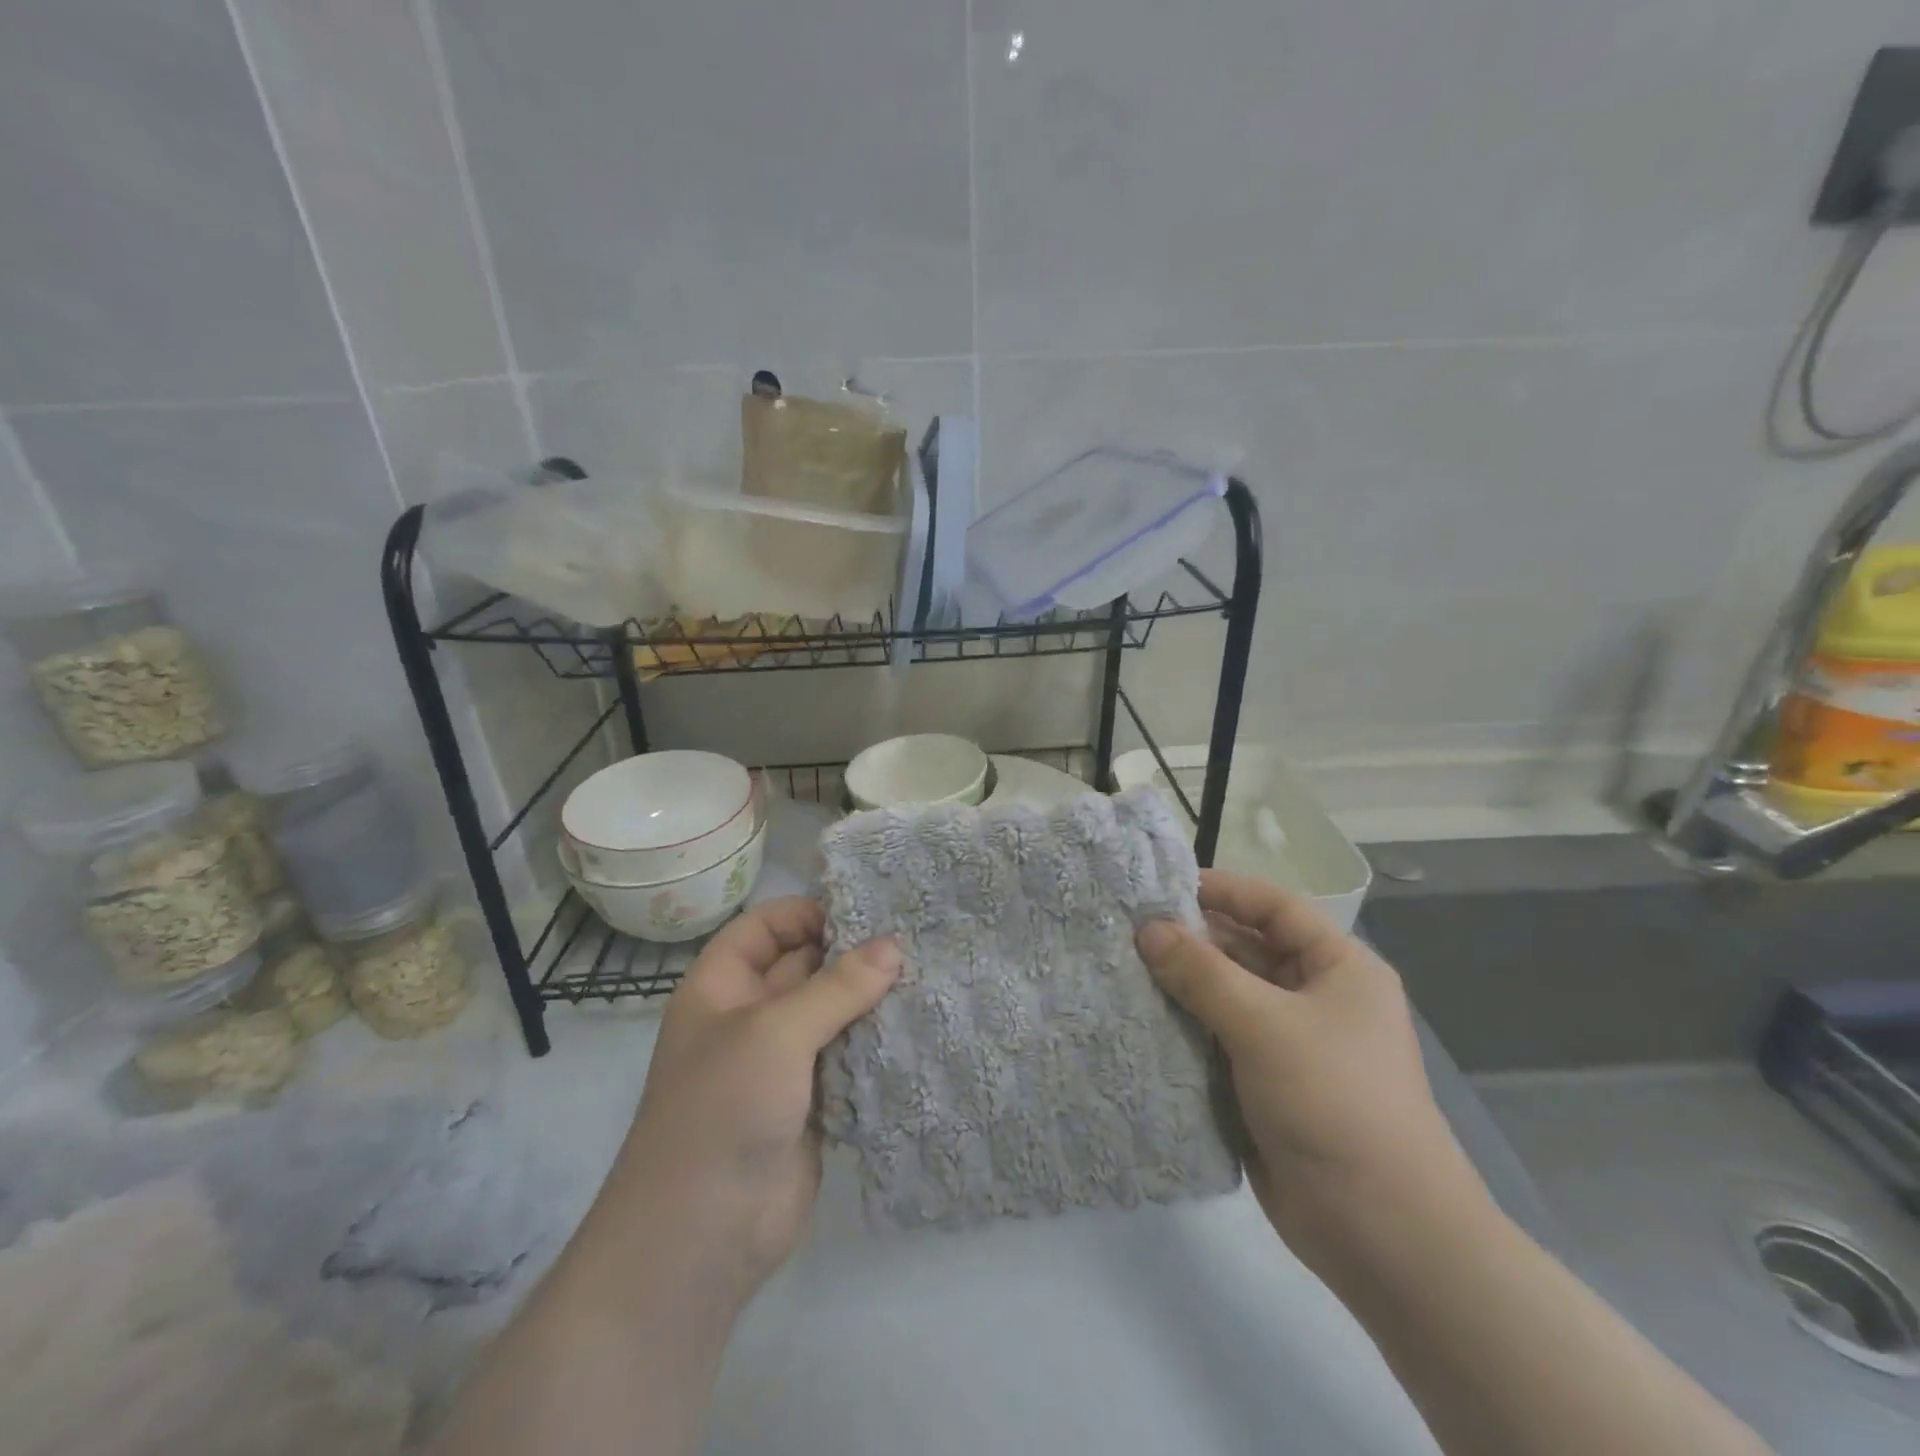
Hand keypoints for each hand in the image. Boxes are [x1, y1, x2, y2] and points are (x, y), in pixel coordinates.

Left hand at [609, 897, 899, 1307]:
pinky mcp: (813, 1099)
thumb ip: (836, 987)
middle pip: (804, 966)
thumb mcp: (775, 1033)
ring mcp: (782, 1061)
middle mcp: (750, 1016)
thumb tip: (893, 946)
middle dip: (851, 953)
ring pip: (831, 1011)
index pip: (764, 927)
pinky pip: (848, 1055)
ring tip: (925, 973)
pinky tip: (918, 1023)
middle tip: (912, 937)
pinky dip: (876, 1040)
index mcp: (721, 988)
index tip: (864, 912)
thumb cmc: (721, 1111)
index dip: (806, 913)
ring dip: (870, 997)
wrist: (702, 1237)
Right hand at [1136, 871, 1482, 1264]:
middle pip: (1246, 950)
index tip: (1161, 887)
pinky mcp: (1265, 1084)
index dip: (1222, 891)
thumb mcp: (1264, 1024)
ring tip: (1122, 969)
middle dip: (1191, 941)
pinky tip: (1139, 1018)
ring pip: (1226, 996)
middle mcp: (1315, 997)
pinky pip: (1218, 1039)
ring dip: (1182, 986)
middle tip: (1127, 931)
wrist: (1381, 1232)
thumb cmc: (1333, 1101)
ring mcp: (1290, 1044)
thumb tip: (1147, 928)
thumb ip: (1201, 972)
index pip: (1274, 908)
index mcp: (1338, 968)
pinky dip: (1184, 1028)